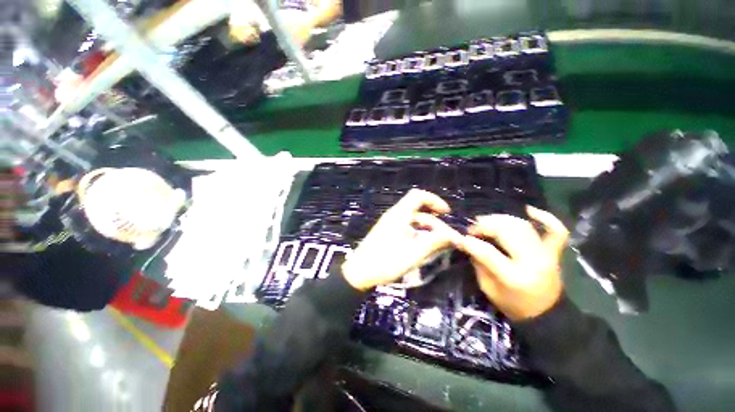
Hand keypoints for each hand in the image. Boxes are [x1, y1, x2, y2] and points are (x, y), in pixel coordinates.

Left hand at [341, 189, 462, 290]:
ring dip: (428, 232)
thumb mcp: (414, 252)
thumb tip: (454, 236)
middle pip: (419, 212)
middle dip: (435, 224)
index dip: (434, 200)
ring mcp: (390, 225)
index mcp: (399, 214)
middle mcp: (395, 216)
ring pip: (414, 222)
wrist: (359, 273)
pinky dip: (419, 236)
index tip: (446, 212)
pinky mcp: (388, 235)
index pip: (418, 196)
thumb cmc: (386, 261)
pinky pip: (407, 230)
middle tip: (448, 240)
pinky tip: (425, 249)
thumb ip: (435, 242)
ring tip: (439, 247)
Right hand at [457, 206, 569, 320]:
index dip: (469, 242)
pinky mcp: (554, 253)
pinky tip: (529, 210)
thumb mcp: (488, 288)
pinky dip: (546, 218)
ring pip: (522, 226)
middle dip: (484, 226)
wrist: (545, 315)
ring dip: (501, 219)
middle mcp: (533, 262)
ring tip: (487, 221)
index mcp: (514, 277)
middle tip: (472, 228)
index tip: (458, 238)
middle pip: (506, 232)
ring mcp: (547, 255)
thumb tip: (468, 242)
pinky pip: (556, 231)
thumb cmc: (513, 305)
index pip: (487, 252)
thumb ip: (478, 263)